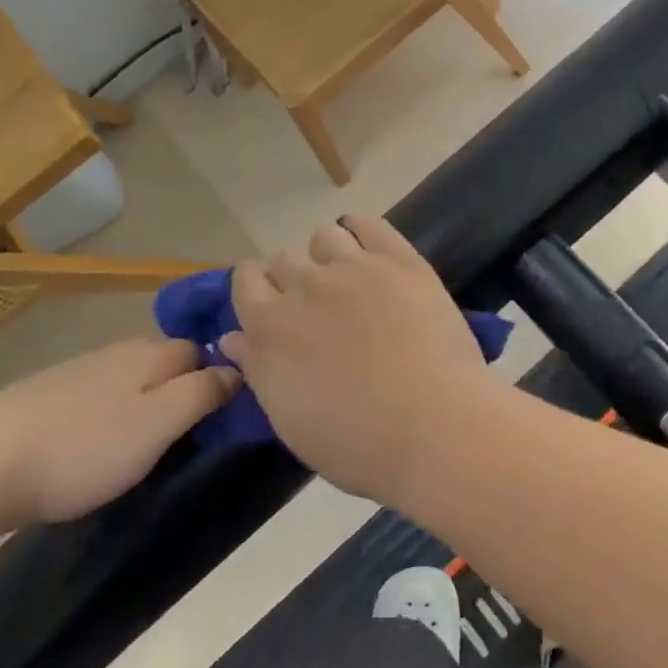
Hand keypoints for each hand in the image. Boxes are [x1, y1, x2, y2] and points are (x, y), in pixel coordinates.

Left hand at [0, 338, 237, 527]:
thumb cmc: (81, 447)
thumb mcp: (156, 424)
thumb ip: (201, 393)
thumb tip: (236, 369)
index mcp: (148, 355)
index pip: (199, 349)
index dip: (219, 373)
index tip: (229, 412)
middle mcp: (115, 354)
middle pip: (164, 360)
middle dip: (183, 386)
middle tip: (194, 432)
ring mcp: (75, 374)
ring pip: (128, 378)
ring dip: (146, 401)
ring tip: (151, 442)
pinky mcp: (42, 399)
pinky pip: (96, 398)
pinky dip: (109, 414)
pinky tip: (98, 443)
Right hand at [220, 216, 495, 502]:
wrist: (434, 428)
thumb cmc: (356, 443)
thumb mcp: (289, 420)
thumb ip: (259, 369)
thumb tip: (233, 337)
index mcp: (270, 325)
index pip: (246, 280)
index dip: (256, 289)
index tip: (270, 305)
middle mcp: (305, 285)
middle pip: (283, 258)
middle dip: (291, 278)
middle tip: (316, 307)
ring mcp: (355, 267)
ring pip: (324, 237)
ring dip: (327, 256)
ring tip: (348, 280)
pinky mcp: (400, 261)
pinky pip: (369, 224)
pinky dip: (362, 230)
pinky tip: (369, 247)